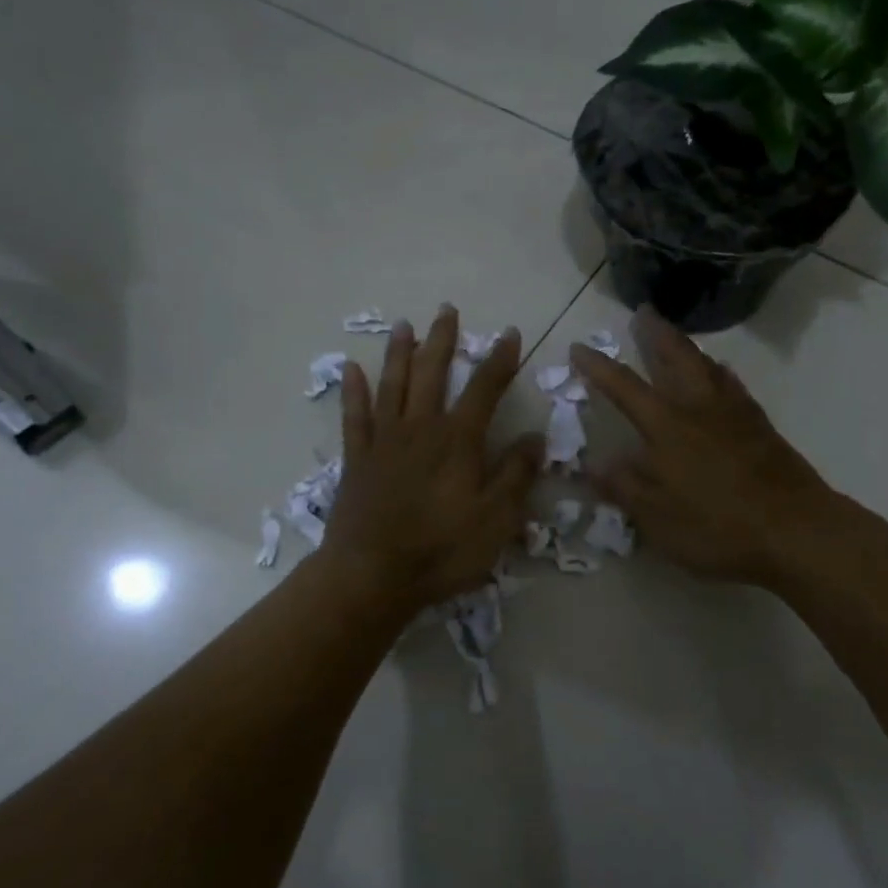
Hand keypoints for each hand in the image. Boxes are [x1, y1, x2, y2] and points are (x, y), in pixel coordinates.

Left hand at [321, 306, 543, 615]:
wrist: (372, 576)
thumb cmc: (441, 550)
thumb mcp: (496, 519)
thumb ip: (516, 475)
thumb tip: (536, 436)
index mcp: (458, 440)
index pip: (485, 388)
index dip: (500, 359)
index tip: (509, 333)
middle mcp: (421, 428)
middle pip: (433, 373)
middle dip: (443, 340)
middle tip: (447, 310)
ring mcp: (385, 440)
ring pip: (393, 385)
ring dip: (399, 353)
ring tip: (404, 325)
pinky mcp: (358, 458)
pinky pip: (354, 416)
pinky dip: (353, 391)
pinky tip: (351, 369)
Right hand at [571, 308, 846, 588]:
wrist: (796, 529)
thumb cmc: (719, 527)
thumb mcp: (659, 519)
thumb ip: (625, 488)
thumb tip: (595, 465)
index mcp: (668, 427)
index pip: (624, 387)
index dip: (599, 366)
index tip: (580, 347)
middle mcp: (699, 408)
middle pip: (675, 357)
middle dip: (655, 333)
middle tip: (644, 311)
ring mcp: (734, 412)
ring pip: (706, 364)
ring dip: (686, 346)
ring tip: (675, 337)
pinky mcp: (760, 425)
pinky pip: (732, 383)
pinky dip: (718, 370)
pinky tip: (720, 373)